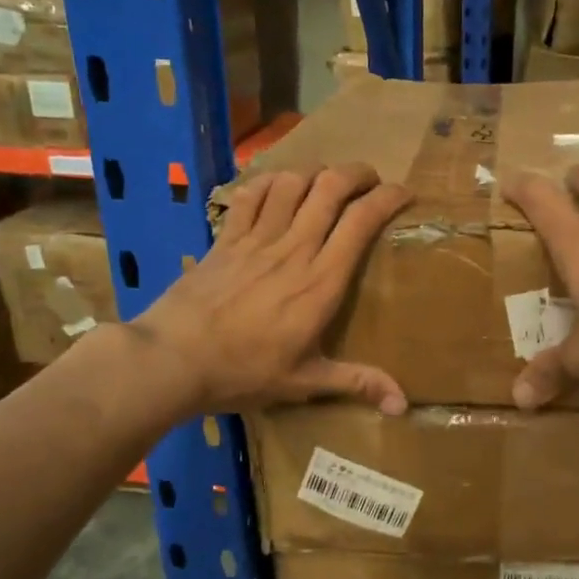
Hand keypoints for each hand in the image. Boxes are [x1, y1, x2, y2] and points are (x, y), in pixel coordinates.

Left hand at [134, 164, 412, 414]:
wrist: (174, 359)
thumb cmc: (244, 372)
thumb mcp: (306, 382)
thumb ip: (358, 383)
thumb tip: (403, 405)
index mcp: (321, 282)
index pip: (362, 222)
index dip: (388, 198)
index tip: (404, 194)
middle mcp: (294, 248)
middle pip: (331, 188)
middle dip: (358, 174)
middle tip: (371, 180)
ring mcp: (257, 238)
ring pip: (293, 182)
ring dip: (316, 173)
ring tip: (328, 181)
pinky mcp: (226, 238)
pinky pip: (251, 194)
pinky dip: (269, 181)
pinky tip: (278, 186)